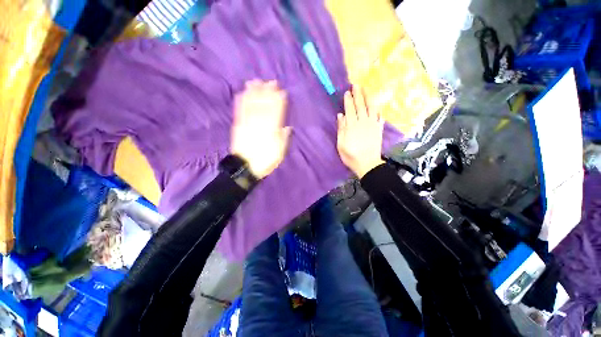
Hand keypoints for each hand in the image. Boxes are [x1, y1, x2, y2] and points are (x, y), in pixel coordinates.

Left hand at [231, 80, 290, 178]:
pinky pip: (240, 110)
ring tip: (256, 81)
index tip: (282, 91)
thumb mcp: (280, 152)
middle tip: (271, 82)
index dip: (279, 101)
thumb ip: (283, 138)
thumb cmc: (265, 160)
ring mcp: (248, 123)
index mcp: (271, 130)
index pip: (276, 112)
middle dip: (268, 93)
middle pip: (264, 105)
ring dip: (254, 92)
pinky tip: (242, 92)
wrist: (245, 167)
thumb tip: (287, 126)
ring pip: (252, 105)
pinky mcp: (238, 125)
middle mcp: (259, 123)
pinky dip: (241, 100)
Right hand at [337, 87, 384, 177]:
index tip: (347, 92)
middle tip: (356, 85)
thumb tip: (340, 115)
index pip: (350, 109)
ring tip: (366, 89)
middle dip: (358, 95)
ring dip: (368, 97)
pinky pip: (379, 116)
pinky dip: (378, 109)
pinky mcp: (379, 129)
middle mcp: (363, 122)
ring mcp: (372, 125)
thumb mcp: (341, 144)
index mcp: (352, 126)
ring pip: (371, 108)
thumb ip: (341, 129)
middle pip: (360, 106)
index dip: (348, 100)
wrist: (367, 164)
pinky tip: (377, 105)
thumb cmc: (351, 155)